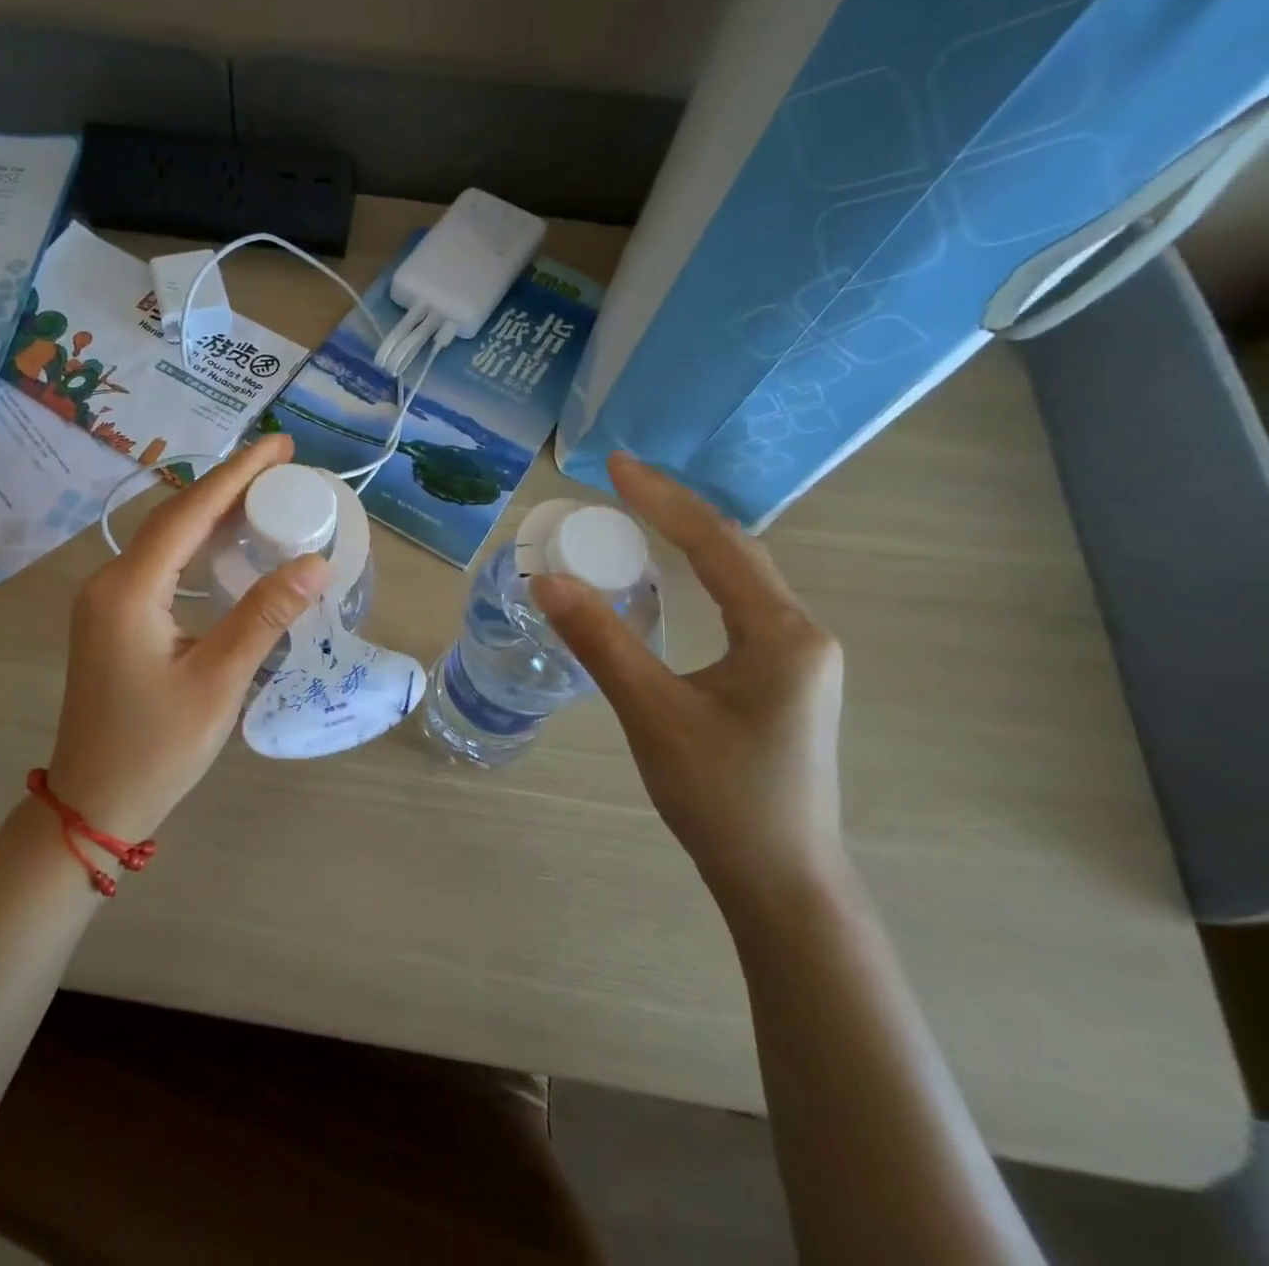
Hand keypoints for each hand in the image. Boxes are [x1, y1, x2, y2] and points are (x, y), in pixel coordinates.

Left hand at [45, 434, 331, 839]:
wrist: (94, 803)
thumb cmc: (157, 747)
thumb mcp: (219, 680)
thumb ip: (265, 615)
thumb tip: (317, 562)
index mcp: (130, 589)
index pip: (190, 512)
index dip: (238, 474)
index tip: (281, 445)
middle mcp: (109, 581)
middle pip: (174, 516)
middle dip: (228, 486)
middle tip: (282, 467)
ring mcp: (106, 601)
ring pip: (165, 539)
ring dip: (212, 514)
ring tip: (264, 496)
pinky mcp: (113, 619)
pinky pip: (159, 565)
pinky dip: (196, 546)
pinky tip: (227, 548)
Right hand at [531, 453, 846, 904]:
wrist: (780, 879)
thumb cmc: (721, 797)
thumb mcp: (653, 713)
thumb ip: (601, 641)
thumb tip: (547, 581)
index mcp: (781, 633)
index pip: (717, 544)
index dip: (663, 500)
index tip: (615, 467)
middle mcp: (799, 634)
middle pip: (735, 552)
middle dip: (676, 512)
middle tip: (620, 485)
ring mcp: (795, 658)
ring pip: (739, 579)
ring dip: (690, 543)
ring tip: (638, 518)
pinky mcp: (781, 680)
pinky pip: (737, 608)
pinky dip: (699, 579)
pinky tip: (671, 582)